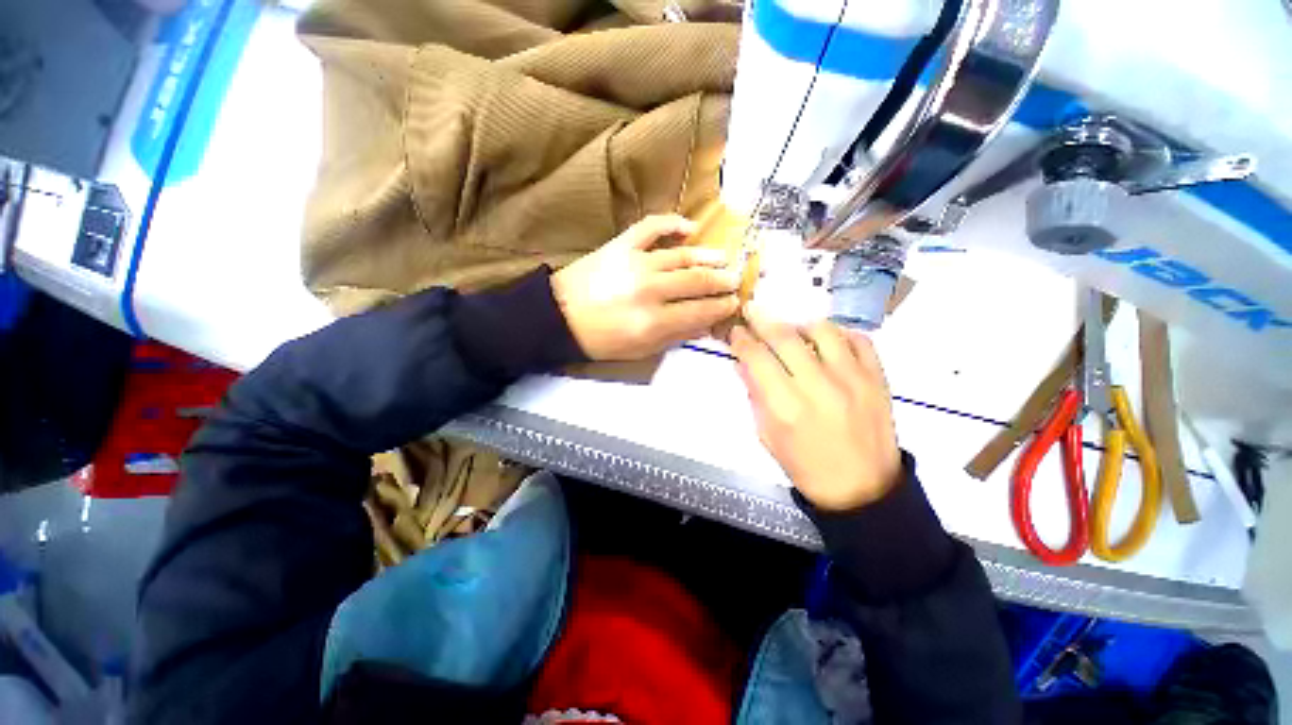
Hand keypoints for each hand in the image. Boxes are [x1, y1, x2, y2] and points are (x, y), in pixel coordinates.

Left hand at [552, 215, 739, 360]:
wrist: (558, 316)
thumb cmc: (600, 340)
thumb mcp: (639, 350)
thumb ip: (674, 337)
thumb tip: (706, 325)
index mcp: (653, 322)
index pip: (699, 311)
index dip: (721, 308)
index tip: (734, 304)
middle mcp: (649, 290)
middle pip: (696, 281)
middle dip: (721, 281)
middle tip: (735, 280)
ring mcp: (635, 262)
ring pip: (682, 256)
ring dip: (707, 257)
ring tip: (724, 259)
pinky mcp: (621, 244)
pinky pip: (652, 227)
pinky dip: (673, 223)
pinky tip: (691, 227)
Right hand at [731, 305, 901, 510]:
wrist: (862, 489)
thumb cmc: (806, 466)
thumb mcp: (768, 436)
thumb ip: (755, 396)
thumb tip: (743, 363)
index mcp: (787, 407)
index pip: (757, 358)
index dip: (742, 340)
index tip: (736, 331)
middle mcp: (818, 387)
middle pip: (785, 337)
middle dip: (763, 320)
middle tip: (753, 312)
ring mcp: (853, 379)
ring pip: (823, 330)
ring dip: (801, 325)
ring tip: (793, 332)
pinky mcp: (878, 378)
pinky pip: (859, 339)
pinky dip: (839, 334)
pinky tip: (828, 343)